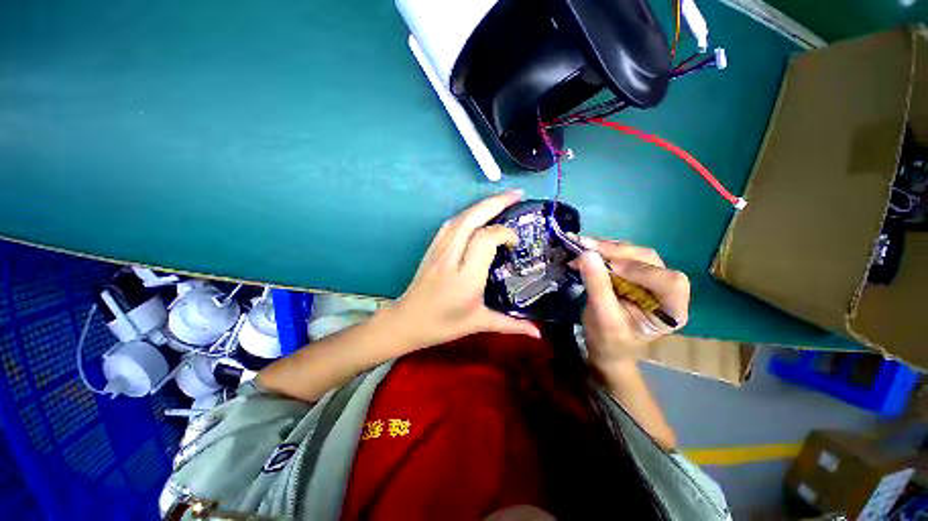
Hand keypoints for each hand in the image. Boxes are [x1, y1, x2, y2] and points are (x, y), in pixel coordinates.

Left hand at [386, 191, 541, 351]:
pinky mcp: (433, 246)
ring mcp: (439, 248)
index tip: (515, 244)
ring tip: (502, 200)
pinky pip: (451, 223)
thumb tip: (538, 332)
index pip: (486, 238)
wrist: (407, 320)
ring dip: (482, 205)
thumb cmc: (443, 324)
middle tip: (518, 194)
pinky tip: (478, 214)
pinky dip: (468, 213)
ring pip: (461, 217)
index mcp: (466, 275)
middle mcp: (452, 255)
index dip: (504, 234)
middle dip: (496, 202)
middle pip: (473, 218)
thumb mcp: (479, 323)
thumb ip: (511, 325)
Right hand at [571, 238, 689, 367]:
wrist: (603, 345)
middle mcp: (665, 288)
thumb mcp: (602, 317)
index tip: (608, 267)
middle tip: (586, 247)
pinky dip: (602, 250)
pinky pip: (620, 254)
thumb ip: (597, 285)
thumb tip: (586, 254)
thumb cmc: (608, 340)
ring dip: (607, 248)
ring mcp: (649, 277)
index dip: (640, 270)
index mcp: (671, 309)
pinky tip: (586, 249)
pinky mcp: (633, 272)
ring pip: (634, 253)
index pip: (668, 281)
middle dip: (616, 252)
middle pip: (648, 260)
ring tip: (582, 246)